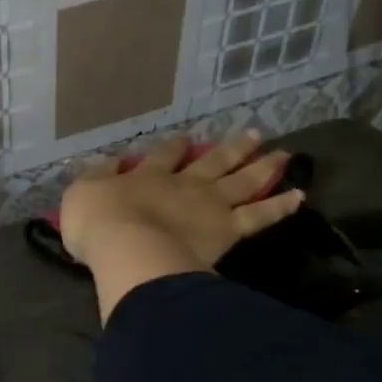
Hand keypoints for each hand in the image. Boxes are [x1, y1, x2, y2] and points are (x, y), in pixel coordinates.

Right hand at [59, 131, 303, 317]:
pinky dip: (280, 206)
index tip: (185, 138)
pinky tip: (299, 197)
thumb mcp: (82, 193)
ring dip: (262, 166)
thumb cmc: (98, 224)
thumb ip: (97, 177)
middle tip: (254, 134)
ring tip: (283, 154)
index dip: (174, 146)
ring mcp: (209, 205)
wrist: (127, 247)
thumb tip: (110, 164)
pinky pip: (259, 216)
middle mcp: (182, 184)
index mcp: (147, 176)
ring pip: (242, 180)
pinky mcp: (227, 229)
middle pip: (212, 161)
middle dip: (231, 148)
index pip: (163, 155)